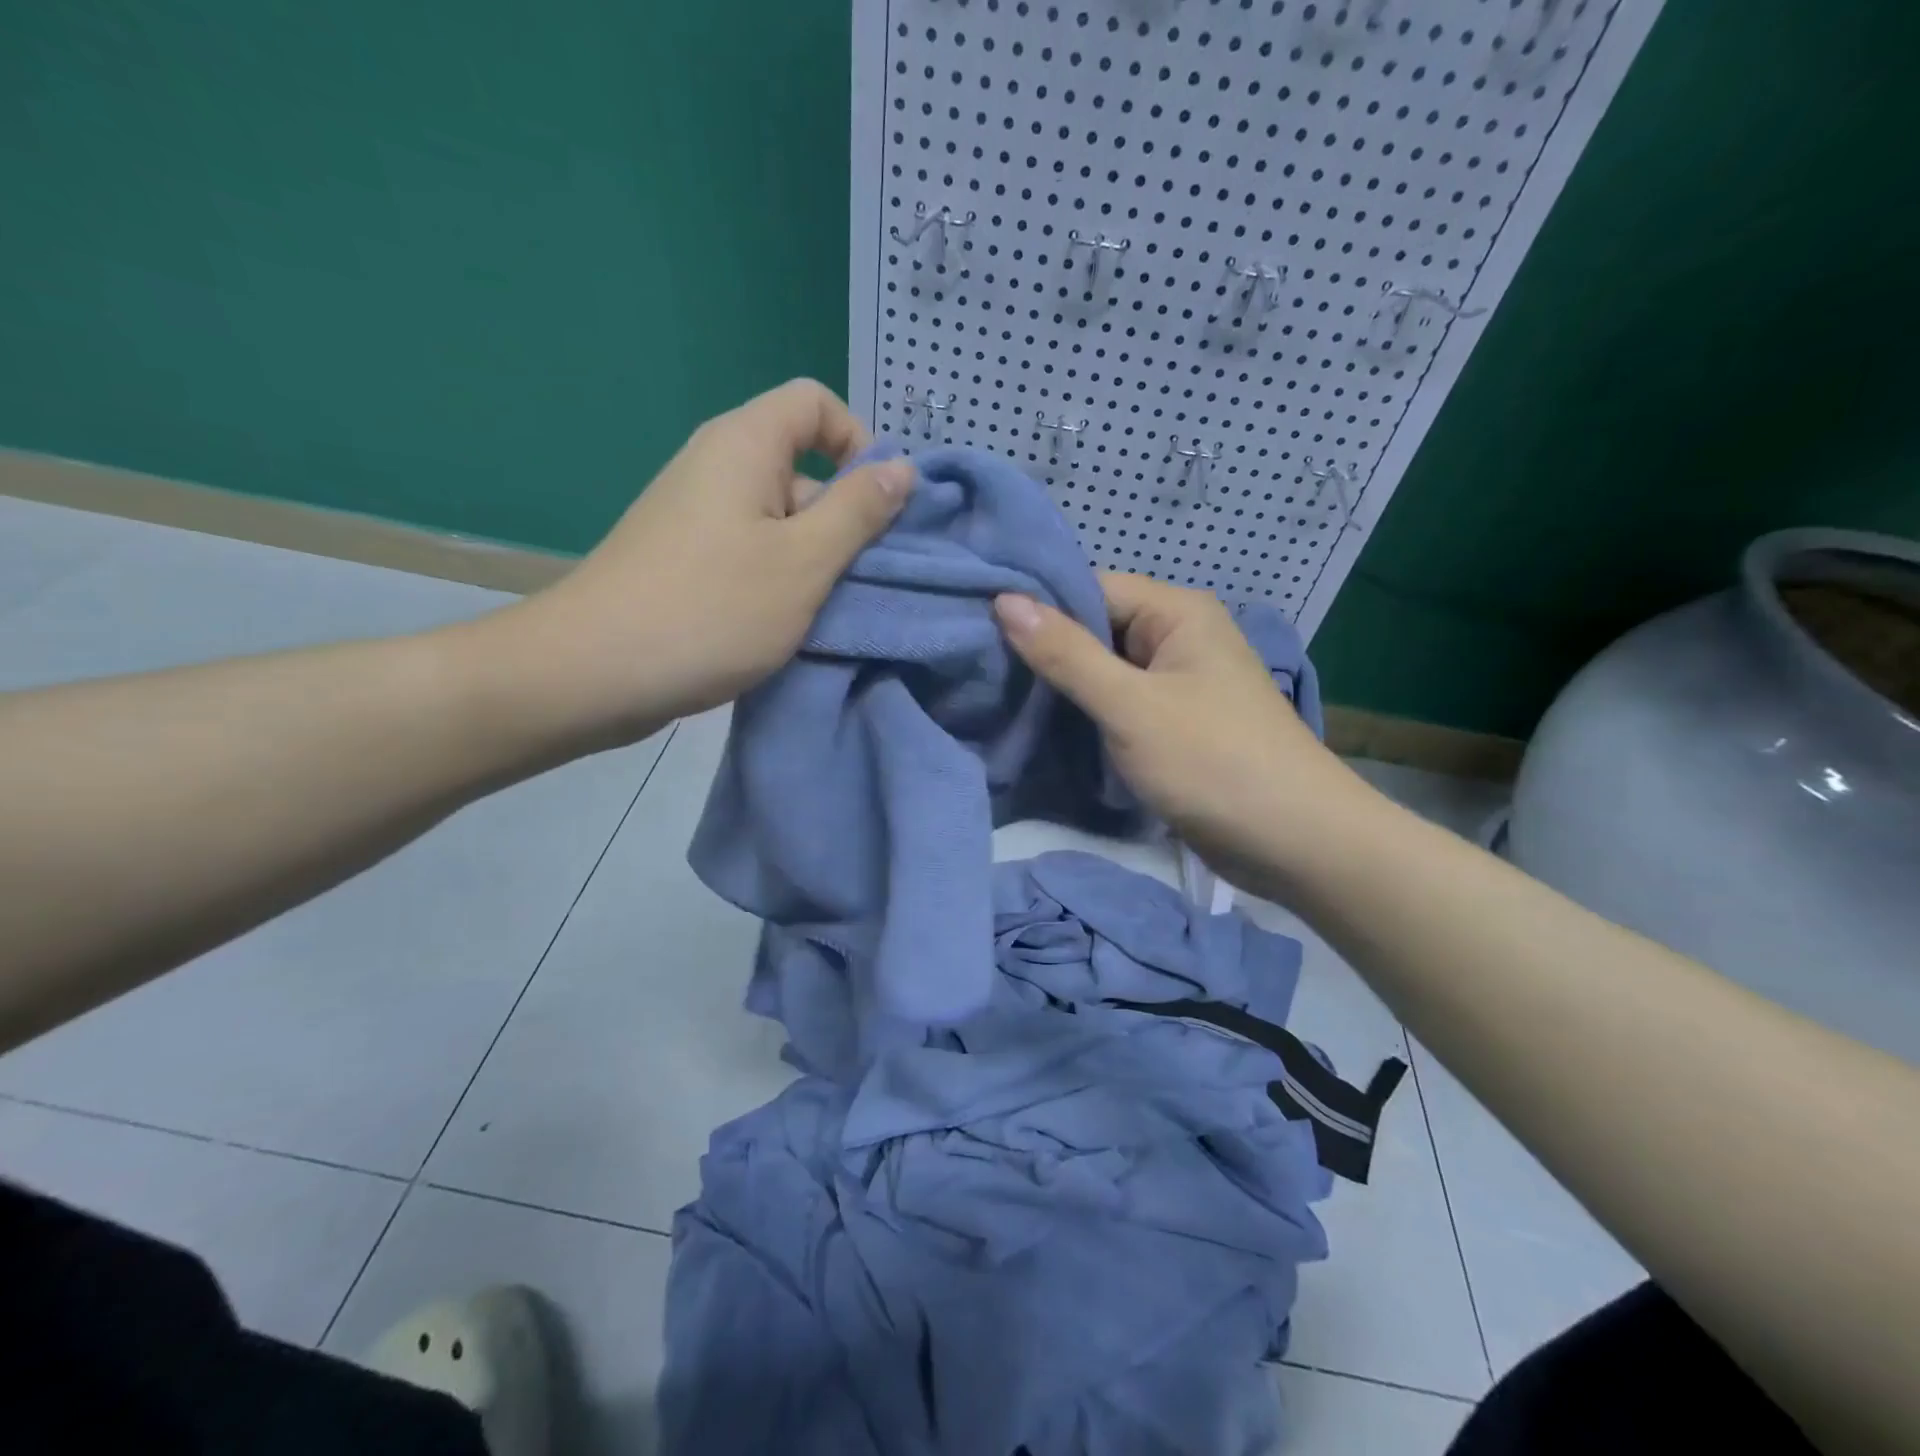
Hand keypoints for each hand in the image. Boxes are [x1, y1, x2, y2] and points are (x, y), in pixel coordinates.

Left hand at [488, 380, 911, 747]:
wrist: (594, 672)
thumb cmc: (712, 609)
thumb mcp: (804, 561)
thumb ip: (858, 511)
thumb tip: (901, 466)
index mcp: (744, 445)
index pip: (814, 403)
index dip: (857, 440)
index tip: (877, 504)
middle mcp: (716, 466)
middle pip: (801, 466)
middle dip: (842, 516)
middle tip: (862, 578)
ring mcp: (695, 515)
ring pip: (778, 518)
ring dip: (814, 558)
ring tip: (827, 610)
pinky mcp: (684, 558)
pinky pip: (750, 551)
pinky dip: (779, 579)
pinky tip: (787, 624)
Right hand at [993, 574, 1359, 886]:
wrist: (1295, 842)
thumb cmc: (1213, 761)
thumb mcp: (1130, 705)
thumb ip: (1066, 654)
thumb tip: (1004, 600)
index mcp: (1177, 613)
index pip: (1091, 588)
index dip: (1038, 606)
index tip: (979, 627)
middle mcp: (1178, 638)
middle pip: (1096, 629)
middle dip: (1045, 650)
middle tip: (980, 668)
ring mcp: (1177, 685)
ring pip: (1104, 672)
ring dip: (1061, 687)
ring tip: (997, 696)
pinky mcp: (1173, 726)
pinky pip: (1119, 706)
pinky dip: (1085, 715)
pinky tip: (1041, 727)